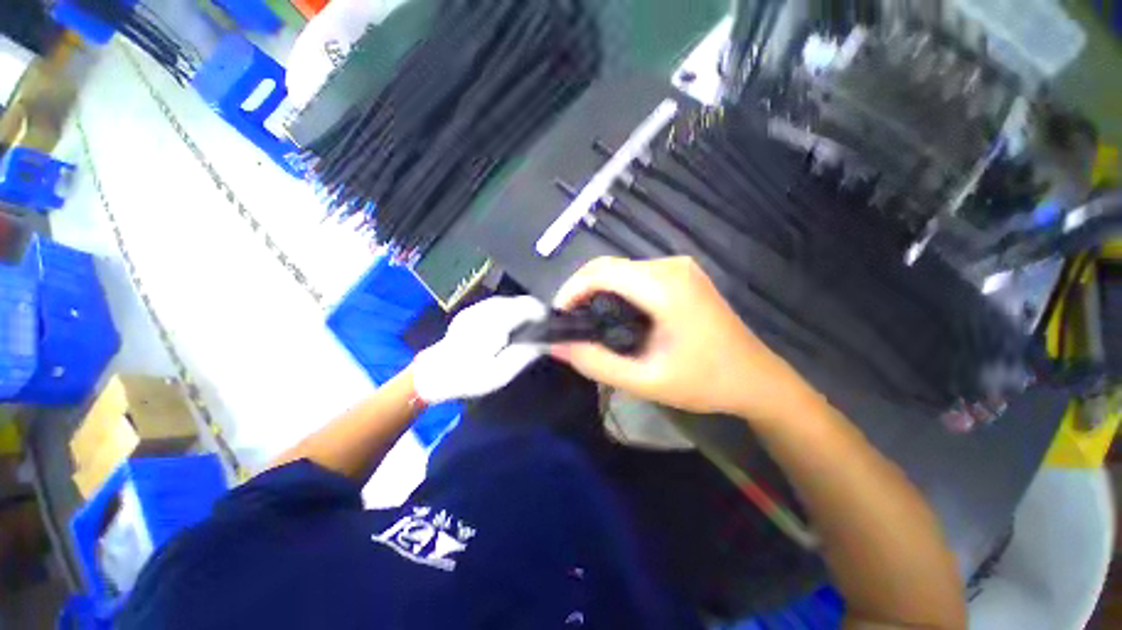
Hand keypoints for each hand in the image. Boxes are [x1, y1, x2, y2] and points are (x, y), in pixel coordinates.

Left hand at [412, 296, 547, 404]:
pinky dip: (508, 311)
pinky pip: (496, 305)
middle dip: (532, 311)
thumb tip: (544, 342)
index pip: (525, 306)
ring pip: (507, 301)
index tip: (550, 323)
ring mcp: (475, 309)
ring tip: (528, 327)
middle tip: (541, 328)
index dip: (541, 312)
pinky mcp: (469, 312)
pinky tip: (509, 325)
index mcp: (494, 324)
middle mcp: (484, 310)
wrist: (433, 375)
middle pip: (517, 301)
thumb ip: (524, 355)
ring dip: (520, 310)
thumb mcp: (500, 373)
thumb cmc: (468, 377)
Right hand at [551, 257, 816, 421]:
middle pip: (609, 266)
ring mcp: (679, 267)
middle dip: (581, 290)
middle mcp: (671, 266)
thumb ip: (597, 363)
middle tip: (570, 323)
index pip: (601, 271)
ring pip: (621, 269)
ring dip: (597, 290)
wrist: (756, 378)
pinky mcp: (682, 275)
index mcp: (664, 286)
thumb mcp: (646, 380)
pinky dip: (616, 290)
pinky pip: (636, 274)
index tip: (558, 318)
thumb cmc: (705, 382)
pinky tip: (615, 314)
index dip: (571, 290)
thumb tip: (557, 346)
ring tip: (588, 322)